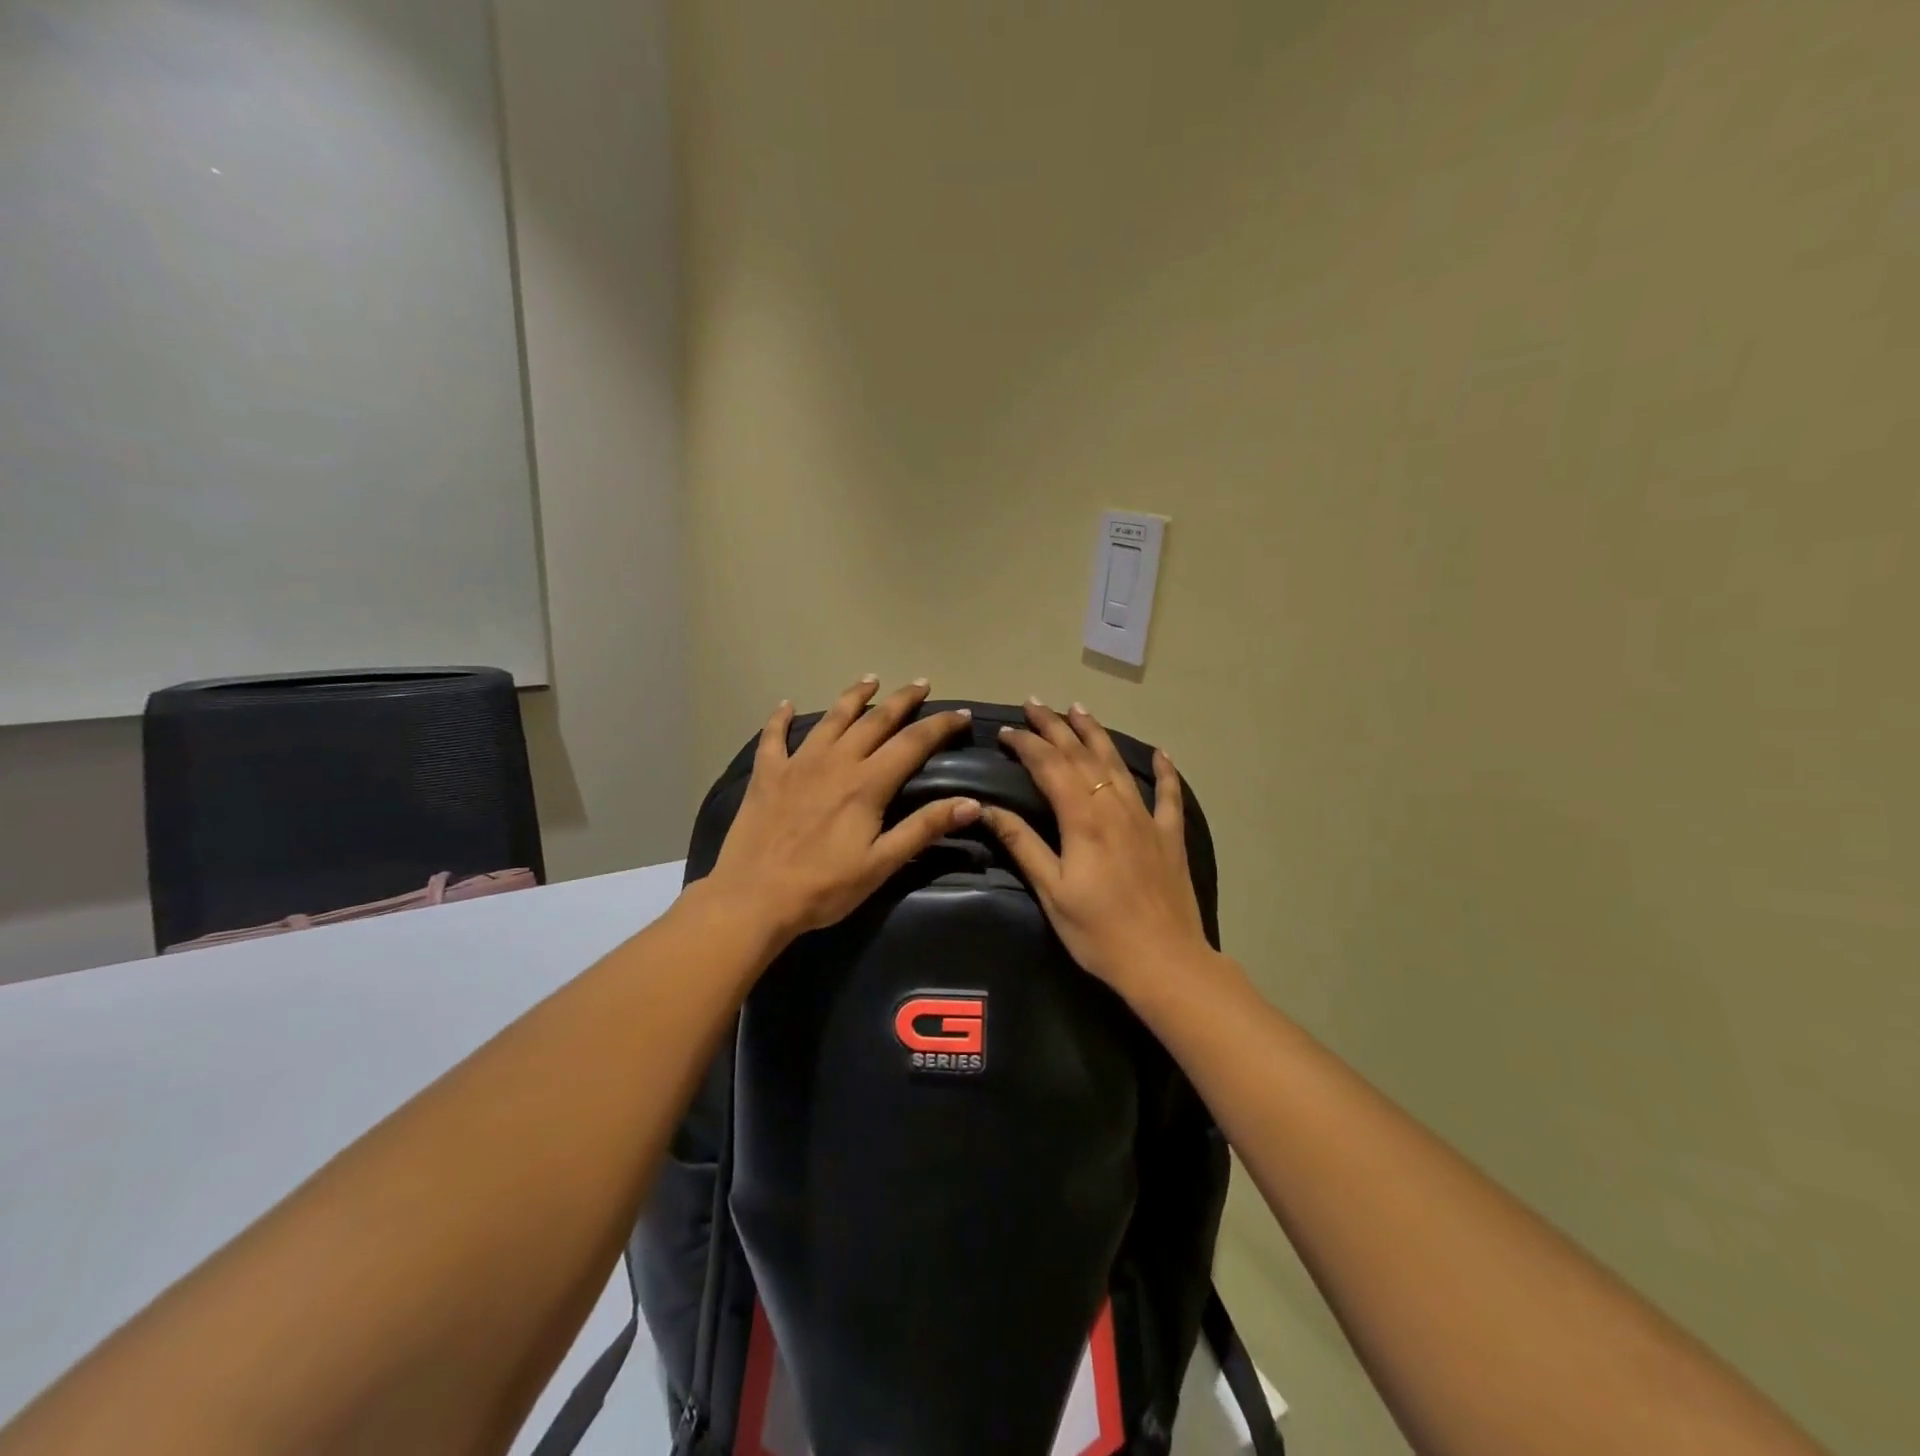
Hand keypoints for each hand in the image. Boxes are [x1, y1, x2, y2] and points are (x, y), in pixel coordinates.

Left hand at [705, 677, 979, 942]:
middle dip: (902, 700)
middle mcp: (836, 761)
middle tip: (921, 683)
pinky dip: (780, 718)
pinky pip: (773, 736)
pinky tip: (785, 704)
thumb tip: (972, 803)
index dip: (940, 725)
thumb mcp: (882, 864)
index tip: (962, 714)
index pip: (913, 742)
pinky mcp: (767, 774)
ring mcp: (798, 763)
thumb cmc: (824, 886)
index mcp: (867, 783)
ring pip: (831, 718)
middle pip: (876, 720)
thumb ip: (924, 828)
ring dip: (853, 696)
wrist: (753, 898)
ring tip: (870, 680)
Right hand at [983, 700, 1211, 996]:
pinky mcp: (1169, 835)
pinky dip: (1164, 770)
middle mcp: (1114, 807)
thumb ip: (1023, 844)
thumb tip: (989, 809)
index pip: (1050, 767)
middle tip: (1035, 704)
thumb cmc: (1098, 931)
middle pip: (1082, 755)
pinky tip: (1160, 753)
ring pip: (1117, 764)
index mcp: (1082, 819)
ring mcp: (1146, 818)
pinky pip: (1168, 794)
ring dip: (1096, 734)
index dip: (1027, 744)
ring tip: (1078, 710)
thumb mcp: (1052, 891)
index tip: (1005, 730)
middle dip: (1055, 726)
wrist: (1164, 960)